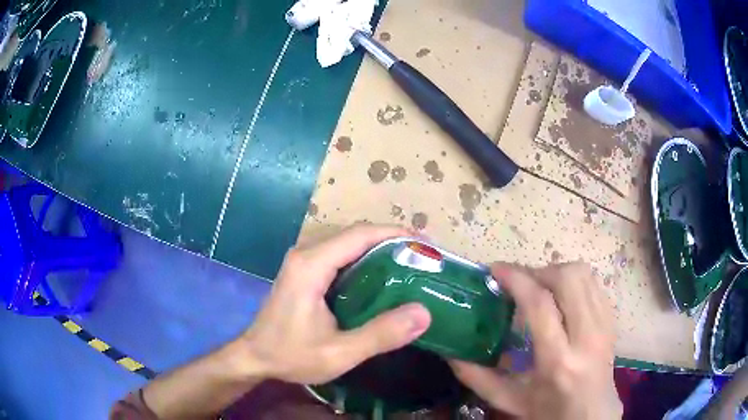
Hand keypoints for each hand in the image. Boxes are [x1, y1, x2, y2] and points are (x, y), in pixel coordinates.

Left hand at [238, 224, 431, 384]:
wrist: (254, 357)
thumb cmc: (291, 355)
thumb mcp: (339, 353)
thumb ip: (380, 335)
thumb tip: (423, 314)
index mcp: (312, 265)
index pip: (360, 234)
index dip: (396, 234)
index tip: (426, 245)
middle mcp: (306, 254)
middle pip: (356, 235)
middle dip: (392, 241)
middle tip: (423, 259)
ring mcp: (303, 261)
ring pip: (348, 243)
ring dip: (380, 249)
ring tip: (410, 265)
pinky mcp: (304, 271)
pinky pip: (340, 255)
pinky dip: (365, 260)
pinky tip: (382, 278)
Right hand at [450, 263, 621, 418]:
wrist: (592, 414)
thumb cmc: (549, 410)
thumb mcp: (510, 400)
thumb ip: (477, 378)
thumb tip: (450, 352)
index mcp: (557, 361)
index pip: (540, 304)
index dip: (516, 278)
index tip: (495, 270)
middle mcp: (586, 337)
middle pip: (567, 278)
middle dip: (538, 271)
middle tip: (519, 282)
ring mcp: (604, 325)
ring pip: (584, 274)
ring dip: (556, 272)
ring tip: (539, 286)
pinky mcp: (612, 319)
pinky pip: (594, 282)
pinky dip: (573, 279)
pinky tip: (560, 295)